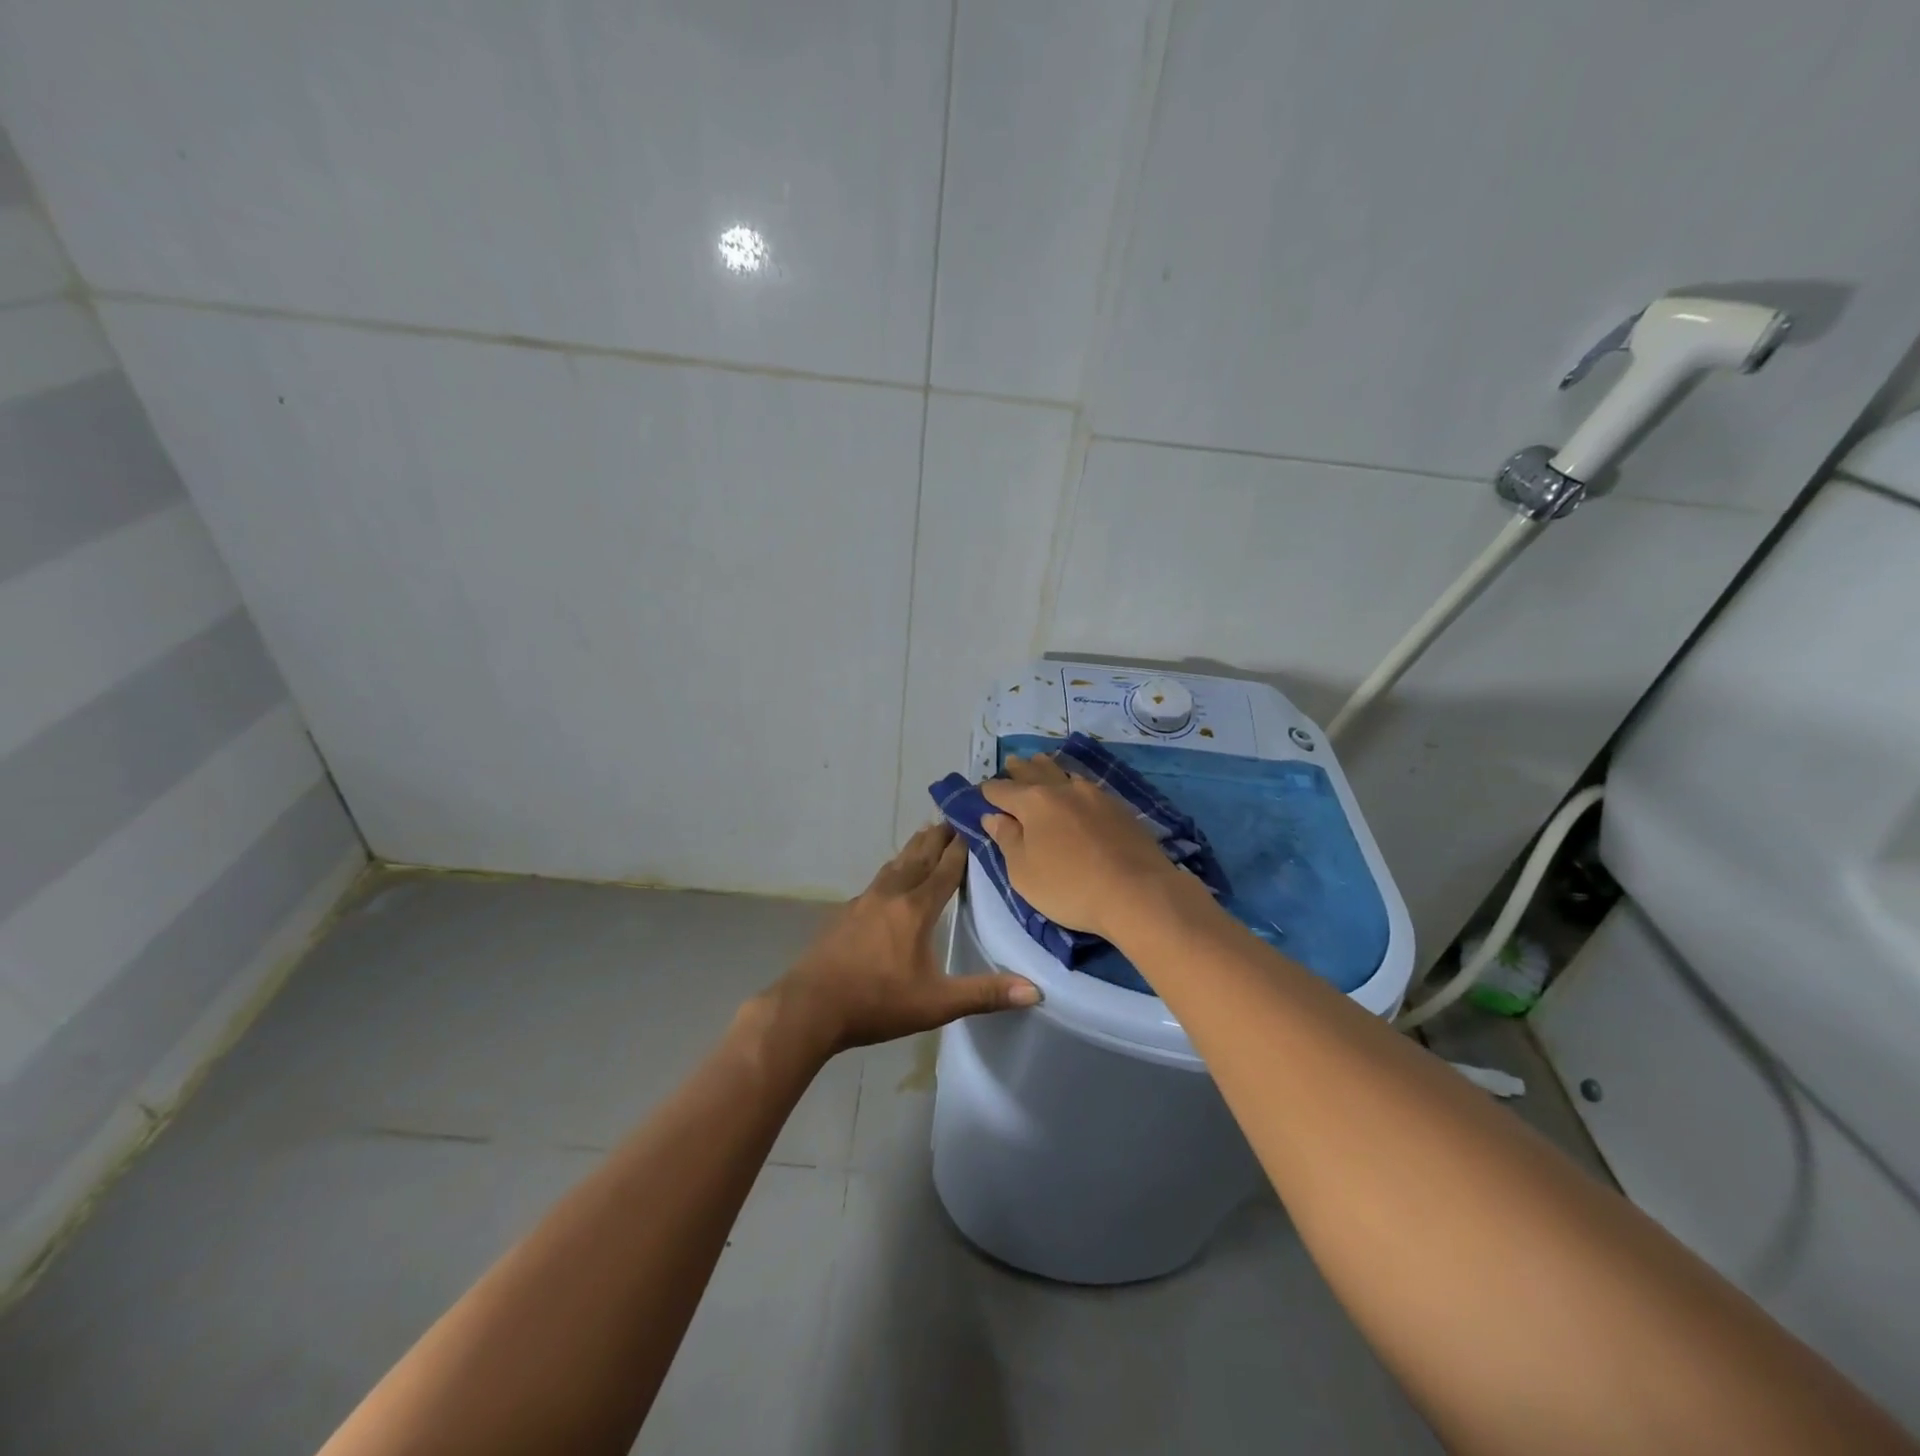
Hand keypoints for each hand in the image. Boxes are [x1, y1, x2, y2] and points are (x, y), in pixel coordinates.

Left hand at [768, 824, 1038, 1057]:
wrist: (810, 1007)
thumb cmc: (877, 1002)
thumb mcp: (937, 1003)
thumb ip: (985, 994)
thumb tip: (1036, 991)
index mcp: (916, 909)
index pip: (946, 869)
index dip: (962, 847)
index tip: (975, 824)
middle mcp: (891, 895)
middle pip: (920, 856)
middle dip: (939, 837)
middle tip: (954, 817)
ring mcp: (865, 901)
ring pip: (896, 864)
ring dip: (914, 847)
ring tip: (926, 833)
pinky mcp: (846, 913)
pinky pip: (878, 880)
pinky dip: (894, 868)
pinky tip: (891, 878)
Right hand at [981, 755, 1198, 942]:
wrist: (1138, 893)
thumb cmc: (1070, 887)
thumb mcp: (1023, 873)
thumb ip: (1007, 840)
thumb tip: (993, 817)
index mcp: (1034, 802)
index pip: (1002, 790)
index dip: (988, 792)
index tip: (981, 793)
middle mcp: (1063, 789)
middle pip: (1034, 772)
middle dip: (1018, 769)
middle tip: (1010, 763)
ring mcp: (1095, 795)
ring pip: (1064, 772)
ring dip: (1048, 768)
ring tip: (1041, 763)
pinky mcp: (1119, 807)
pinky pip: (1087, 786)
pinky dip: (1073, 783)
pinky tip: (1076, 789)